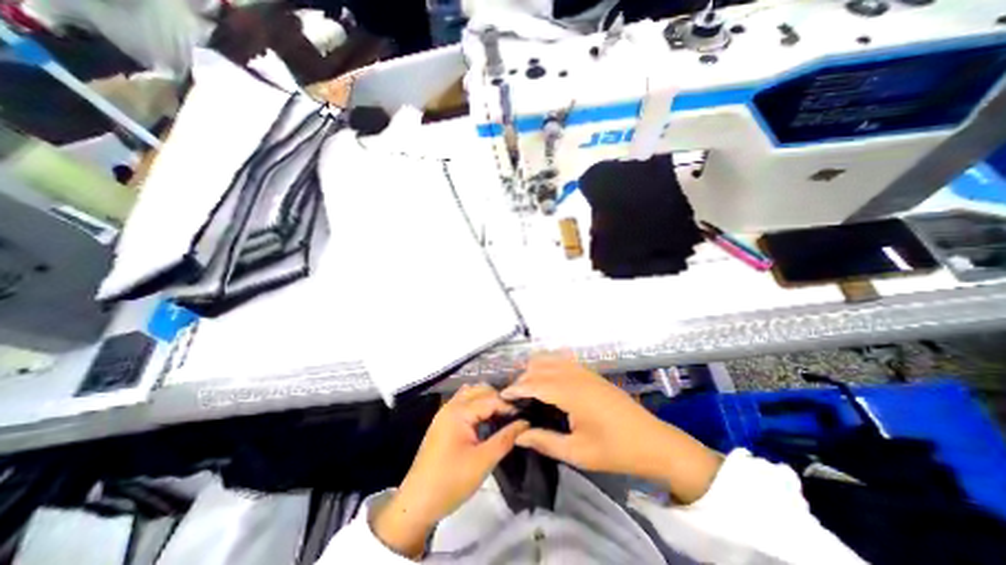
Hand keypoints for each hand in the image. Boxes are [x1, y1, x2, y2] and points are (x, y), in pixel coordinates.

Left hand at [372, 381, 529, 558]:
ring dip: (486, 400)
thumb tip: (525, 423)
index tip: (523, 418)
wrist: (417, 503)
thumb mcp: (483, 461)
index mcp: (459, 412)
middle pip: (479, 390)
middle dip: (498, 399)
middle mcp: (451, 406)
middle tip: (513, 416)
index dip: (508, 406)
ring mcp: (444, 413)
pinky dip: (476, 406)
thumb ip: (506, 439)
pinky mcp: (443, 422)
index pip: (490, 399)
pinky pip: (463, 404)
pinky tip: (485, 421)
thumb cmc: (451, 482)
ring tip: (501, 416)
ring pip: (470, 394)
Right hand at [503, 358, 723, 502]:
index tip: (501, 398)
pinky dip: (548, 366)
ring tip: (528, 391)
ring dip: (535, 370)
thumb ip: (544, 441)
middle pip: (539, 366)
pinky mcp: (590, 373)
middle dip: (522, 378)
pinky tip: (548, 384)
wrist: (653, 441)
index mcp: (571, 392)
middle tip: (514, 400)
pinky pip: (562, 361)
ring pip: (550, 359)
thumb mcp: (578, 452)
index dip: (515, 388)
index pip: (534, 382)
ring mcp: (584, 371)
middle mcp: (575, 375)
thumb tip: (518, 435)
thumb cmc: (615, 450)